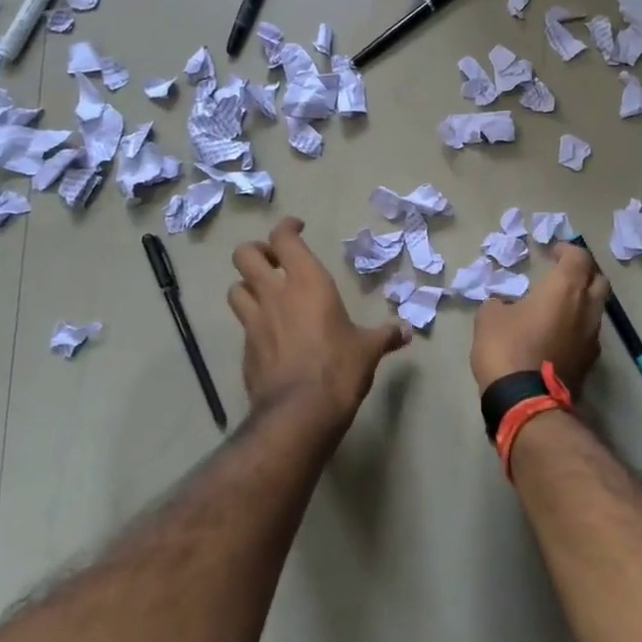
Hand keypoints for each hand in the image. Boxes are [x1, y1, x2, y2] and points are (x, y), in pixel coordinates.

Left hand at [229, 217, 411, 432]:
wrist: (299, 413)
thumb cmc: (339, 368)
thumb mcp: (368, 350)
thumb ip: (385, 336)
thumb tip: (406, 331)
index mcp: (307, 283)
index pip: (284, 238)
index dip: (286, 228)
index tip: (297, 228)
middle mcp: (275, 295)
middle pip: (245, 255)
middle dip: (256, 251)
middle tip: (274, 261)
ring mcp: (254, 323)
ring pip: (235, 288)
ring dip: (247, 286)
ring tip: (265, 294)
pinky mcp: (245, 351)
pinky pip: (243, 326)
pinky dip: (253, 323)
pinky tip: (270, 336)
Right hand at [471, 242, 609, 391]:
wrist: (525, 402)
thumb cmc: (507, 348)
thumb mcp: (489, 317)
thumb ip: (500, 303)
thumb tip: (504, 306)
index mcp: (565, 288)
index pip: (579, 257)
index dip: (567, 250)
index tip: (551, 252)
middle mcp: (587, 308)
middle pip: (599, 280)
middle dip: (584, 273)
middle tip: (563, 274)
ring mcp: (592, 337)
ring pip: (596, 309)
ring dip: (581, 302)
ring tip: (557, 306)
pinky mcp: (589, 362)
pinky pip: (588, 334)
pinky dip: (576, 327)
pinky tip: (556, 334)